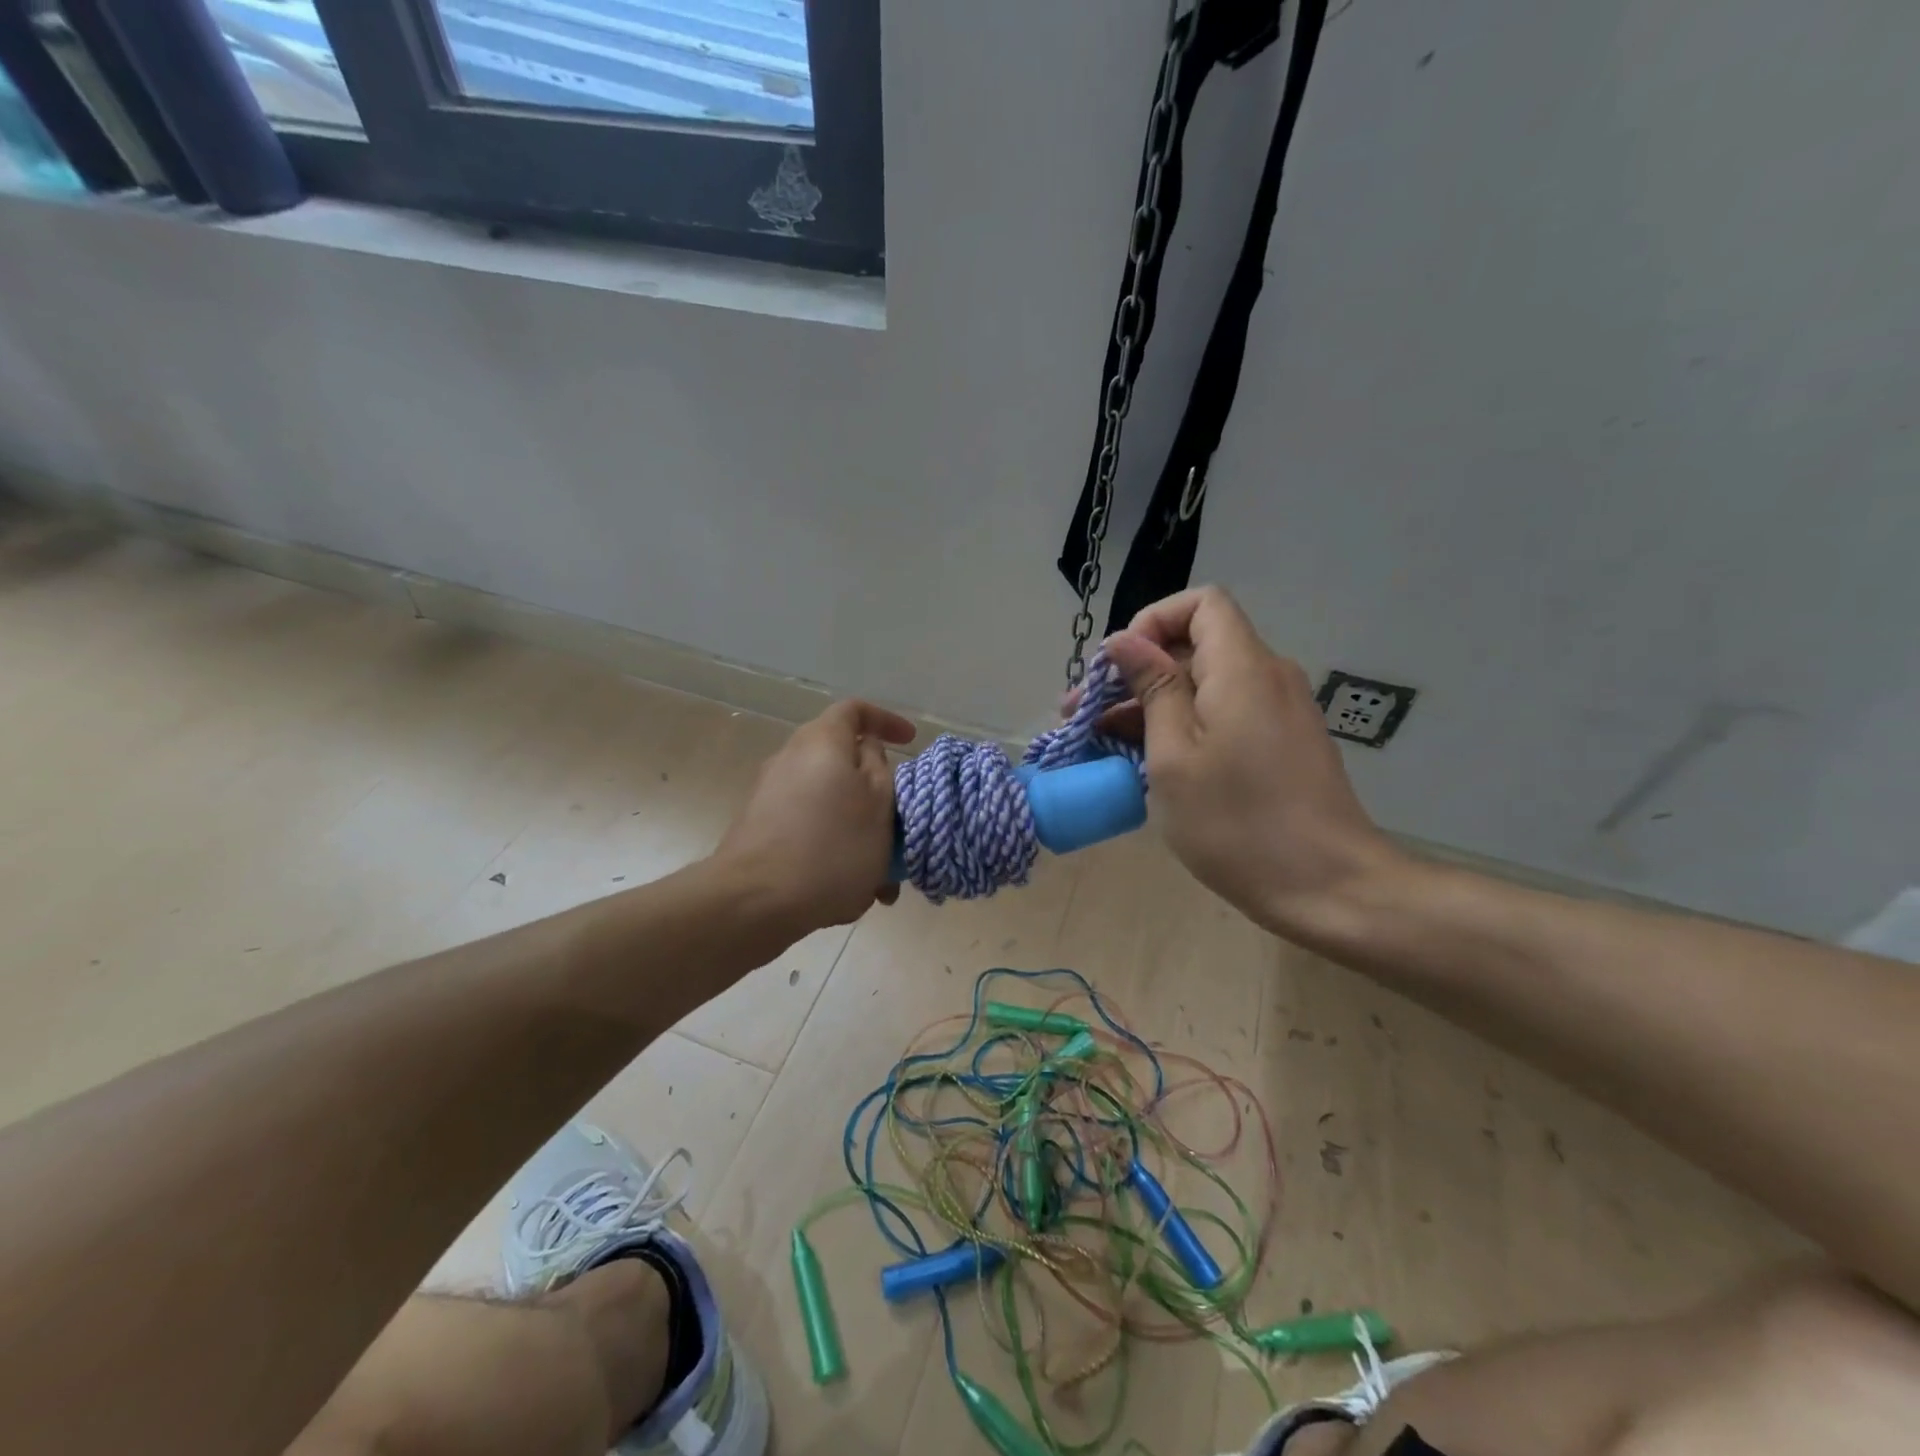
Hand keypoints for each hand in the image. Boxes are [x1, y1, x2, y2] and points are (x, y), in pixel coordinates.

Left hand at [713, 700, 914, 933]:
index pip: (855, 710)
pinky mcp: (759, 830)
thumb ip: (879, 766)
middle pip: (841, 760)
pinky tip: (850, 891)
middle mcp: (790, 758)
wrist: (755, 901)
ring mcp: (769, 795)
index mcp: (821, 741)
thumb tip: (867, 748)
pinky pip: (809, 829)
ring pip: (829, 803)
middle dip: (875, 791)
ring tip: (881, 875)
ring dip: (858, 830)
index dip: (886, 720)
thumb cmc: (833, 846)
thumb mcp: (879, 803)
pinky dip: (834, 848)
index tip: (911, 742)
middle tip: (899, 821)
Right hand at [1100, 587, 1408, 938]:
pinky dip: (1184, 727)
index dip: (1152, 622)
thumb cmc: (1237, 822)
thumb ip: (1152, 688)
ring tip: (1102, 743)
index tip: (1117, 668)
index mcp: (1242, 668)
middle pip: (1196, 647)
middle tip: (1084, 715)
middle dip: (1136, 672)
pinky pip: (1226, 715)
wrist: (1329, 887)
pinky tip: (1148, 763)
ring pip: (1207, 685)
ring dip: (1153, 705)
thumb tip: (1126, 641)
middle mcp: (1268, 677)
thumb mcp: (1174, 755)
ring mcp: (1279, 712)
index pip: (1201, 604)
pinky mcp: (1282, 744)